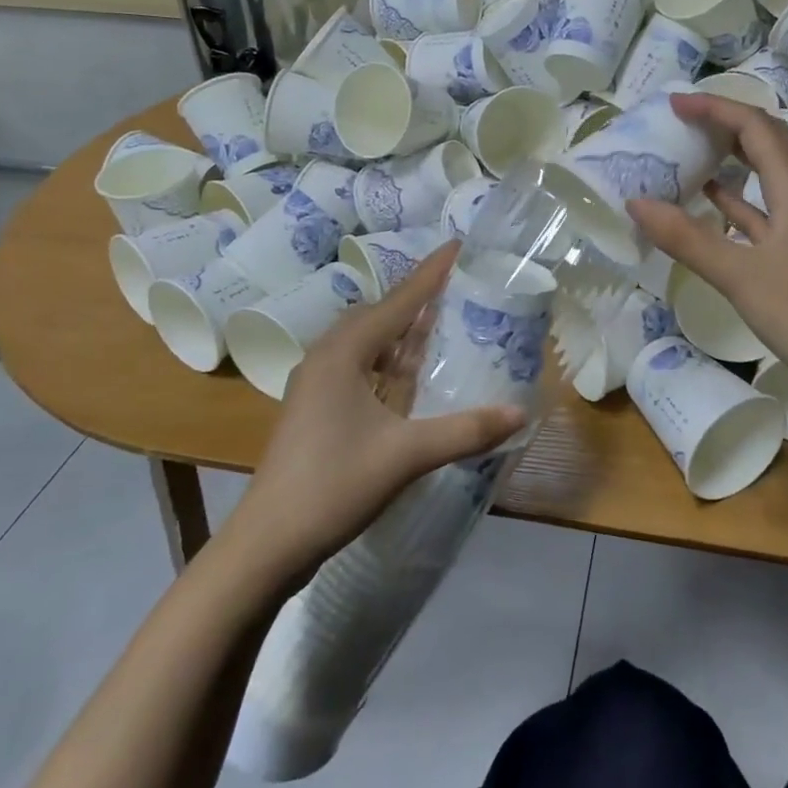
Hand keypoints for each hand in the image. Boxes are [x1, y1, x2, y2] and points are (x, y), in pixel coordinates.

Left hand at [228, 245, 526, 580]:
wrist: (268, 543)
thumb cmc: (334, 485)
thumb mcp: (407, 455)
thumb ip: (465, 430)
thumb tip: (519, 411)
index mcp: (344, 354)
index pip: (399, 301)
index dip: (431, 273)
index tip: (458, 244)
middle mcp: (327, 358)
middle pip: (380, 315)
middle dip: (418, 299)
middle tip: (459, 287)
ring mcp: (318, 384)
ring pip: (368, 343)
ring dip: (403, 331)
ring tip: (442, 322)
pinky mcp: (317, 409)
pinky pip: (362, 367)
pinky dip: (390, 361)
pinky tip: (410, 375)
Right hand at [627, 93, 787, 400]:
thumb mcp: (738, 275)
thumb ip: (686, 238)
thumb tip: (636, 202)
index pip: (756, 127)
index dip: (716, 108)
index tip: (675, 104)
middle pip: (767, 142)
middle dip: (725, 124)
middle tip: (681, 121)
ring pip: (766, 175)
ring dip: (731, 158)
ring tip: (690, 152)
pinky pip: (764, 209)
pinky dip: (736, 199)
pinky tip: (710, 203)